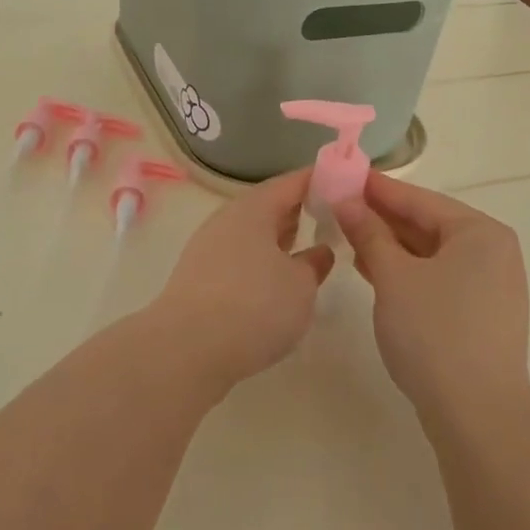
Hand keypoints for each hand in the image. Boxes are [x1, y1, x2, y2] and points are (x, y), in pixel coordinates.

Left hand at [148, 169, 335, 394]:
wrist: (186, 349)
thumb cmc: (254, 306)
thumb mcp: (301, 286)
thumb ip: (314, 264)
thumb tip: (319, 251)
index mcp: (254, 209)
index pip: (291, 183)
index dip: (318, 180)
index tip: (343, 182)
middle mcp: (227, 220)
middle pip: (268, 206)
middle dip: (297, 211)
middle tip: (330, 218)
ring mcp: (209, 248)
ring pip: (252, 234)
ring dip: (278, 239)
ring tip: (306, 250)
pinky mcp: (199, 278)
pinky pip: (238, 258)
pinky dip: (260, 262)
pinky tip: (274, 283)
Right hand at [334, 173, 529, 430]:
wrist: (476, 417)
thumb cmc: (434, 333)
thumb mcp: (393, 277)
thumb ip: (369, 233)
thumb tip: (347, 201)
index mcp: (480, 233)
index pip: (419, 199)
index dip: (377, 188)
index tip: (342, 175)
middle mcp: (492, 252)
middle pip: (427, 224)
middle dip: (381, 218)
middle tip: (338, 206)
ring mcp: (489, 286)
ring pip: (430, 253)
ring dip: (390, 245)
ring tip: (347, 236)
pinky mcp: (480, 315)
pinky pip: (437, 278)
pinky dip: (406, 272)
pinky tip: (372, 270)